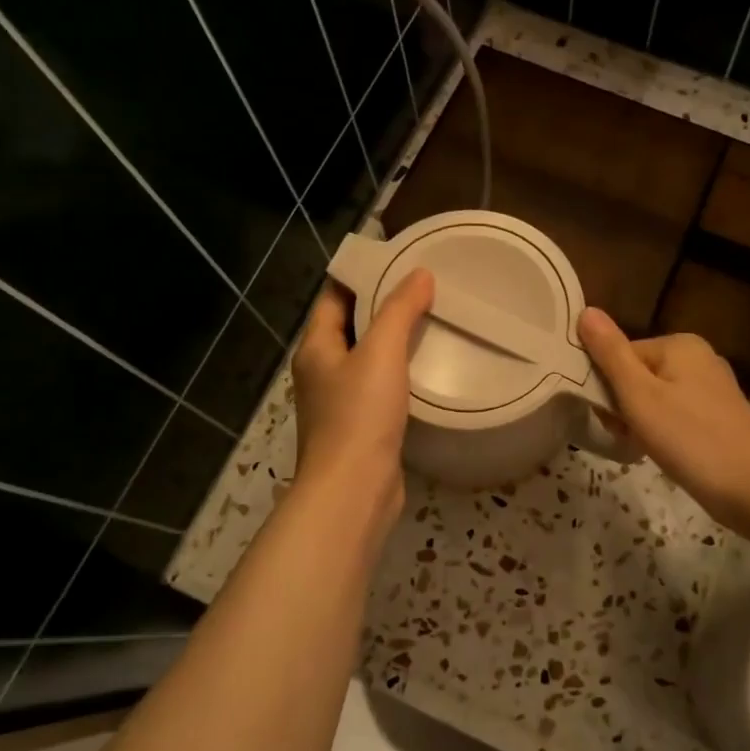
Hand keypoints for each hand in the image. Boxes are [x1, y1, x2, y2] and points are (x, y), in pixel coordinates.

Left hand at [291, 270, 434, 546]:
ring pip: (368, 360)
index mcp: (316, 348)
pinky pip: (380, 389)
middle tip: (424, 288)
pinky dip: (400, 375)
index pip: (335, 298)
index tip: (397, 260)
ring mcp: (340, 402)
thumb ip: (399, 310)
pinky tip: (427, 370)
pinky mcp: (361, 428)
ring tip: (433, 322)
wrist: (354, 490)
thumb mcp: (381, 353)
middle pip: (352, 327)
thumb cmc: (359, 415)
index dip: (362, 276)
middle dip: (383, 308)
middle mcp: (322, 372)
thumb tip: (420, 274)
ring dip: (394, 343)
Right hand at [577, 308, 749, 530]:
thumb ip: (610, 353)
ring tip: (646, 449)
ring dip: (642, 423)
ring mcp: (713, 388)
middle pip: (638, 376)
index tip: (610, 418)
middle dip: (625, 407)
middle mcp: (699, 357)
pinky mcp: (720, 416)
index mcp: (679, 344)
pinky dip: (665, 433)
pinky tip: (667, 455)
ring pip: (655, 399)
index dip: (607, 387)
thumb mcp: (639, 395)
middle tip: (629, 436)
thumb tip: (586, 311)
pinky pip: (676, 415)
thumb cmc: (689, 438)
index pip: (621, 355)